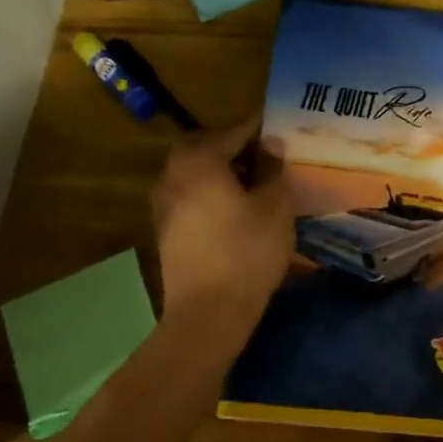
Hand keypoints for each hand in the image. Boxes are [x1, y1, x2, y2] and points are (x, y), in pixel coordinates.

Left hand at [151, 117, 294, 334]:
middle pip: (205, 148)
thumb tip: (271, 145)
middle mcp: (173, 173)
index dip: (258, 130)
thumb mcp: (275, 206)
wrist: (208, 311)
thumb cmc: (248, 252)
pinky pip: (189, 195)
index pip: (233, 132)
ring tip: (252, 184)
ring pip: (194, 172)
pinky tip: (233, 209)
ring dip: (220, 171)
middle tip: (264, 157)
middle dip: (234, 148)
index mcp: (200, 160)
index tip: (280, 130)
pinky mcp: (164, 228)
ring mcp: (163, 202)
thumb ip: (272, 169)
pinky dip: (209, 192)